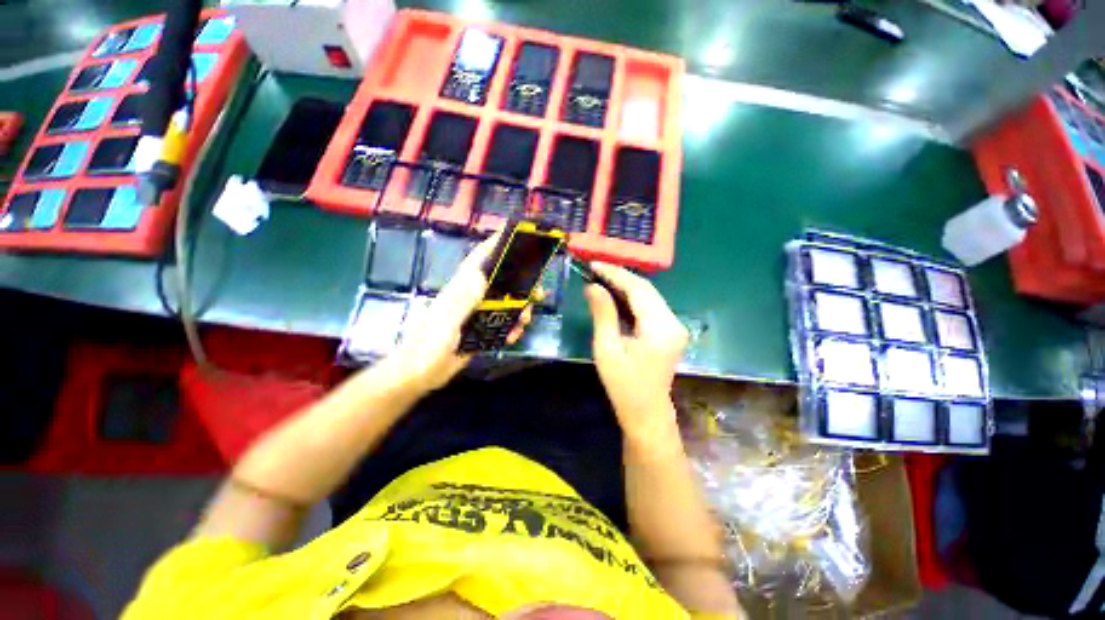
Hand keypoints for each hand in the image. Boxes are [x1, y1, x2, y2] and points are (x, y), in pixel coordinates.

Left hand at [383, 234, 532, 392]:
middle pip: (500, 282)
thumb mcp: (446, 323)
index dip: (495, 245)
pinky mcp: (479, 330)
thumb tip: (482, 274)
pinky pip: (502, 323)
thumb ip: (462, 299)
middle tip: (538, 292)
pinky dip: (511, 328)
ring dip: (519, 310)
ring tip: (526, 321)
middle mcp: (471, 297)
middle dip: (521, 284)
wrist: (418, 375)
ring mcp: (476, 314)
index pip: (479, 260)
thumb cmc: (427, 347)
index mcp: (461, 289)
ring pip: (505, 304)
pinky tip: (513, 337)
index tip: (517, 237)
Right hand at [585, 262, 687, 440]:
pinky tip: (616, 294)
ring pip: (649, 296)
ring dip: (626, 285)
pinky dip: (633, 297)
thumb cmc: (623, 385)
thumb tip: (593, 286)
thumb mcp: (607, 349)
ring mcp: (675, 326)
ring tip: (602, 277)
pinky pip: (651, 306)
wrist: (646, 412)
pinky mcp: (671, 330)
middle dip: (620, 276)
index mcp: (660, 329)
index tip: (594, 264)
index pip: (639, 290)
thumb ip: (603, 314)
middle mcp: (674, 323)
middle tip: (595, 269)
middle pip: (647, 289)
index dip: (616, 274)